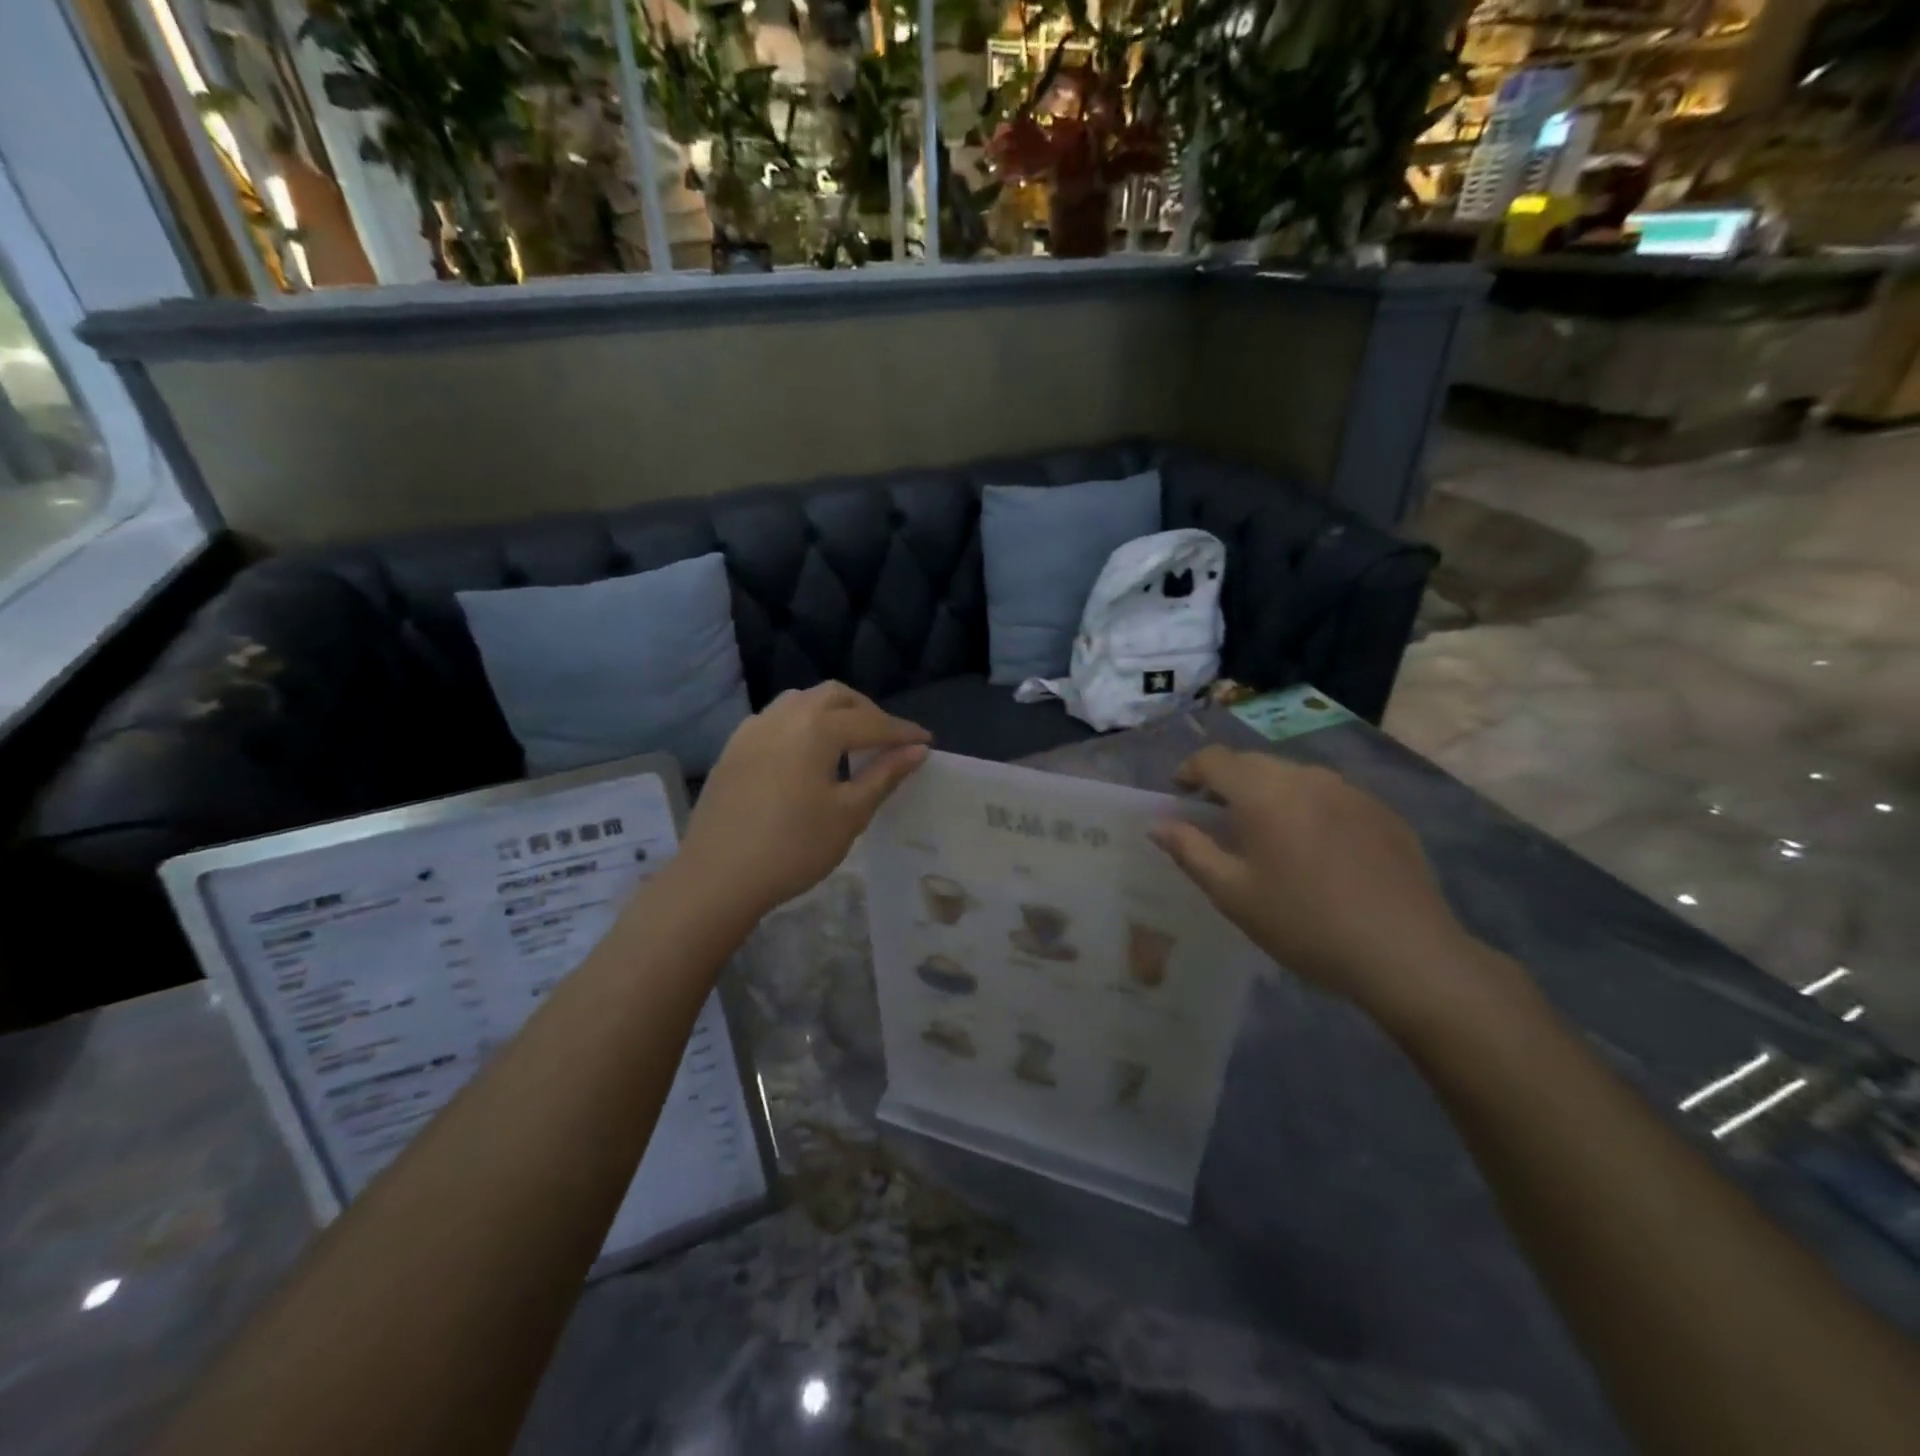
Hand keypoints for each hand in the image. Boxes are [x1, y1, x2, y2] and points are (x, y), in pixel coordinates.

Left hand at [676, 682, 929, 920]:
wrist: (717, 877)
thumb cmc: (793, 847)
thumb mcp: (849, 814)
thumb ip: (884, 775)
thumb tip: (917, 751)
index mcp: (816, 727)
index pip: (871, 722)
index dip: (902, 732)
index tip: (926, 742)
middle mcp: (784, 715)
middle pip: (835, 696)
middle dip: (867, 712)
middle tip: (888, 740)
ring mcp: (754, 728)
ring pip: (802, 701)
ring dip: (832, 712)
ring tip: (849, 742)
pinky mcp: (734, 747)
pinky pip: (777, 718)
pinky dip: (803, 724)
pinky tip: (806, 753)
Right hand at [1151, 748, 1512, 1026]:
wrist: (1405, 953)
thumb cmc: (1303, 923)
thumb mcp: (1232, 894)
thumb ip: (1190, 851)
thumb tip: (1159, 824)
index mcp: (1263, 793)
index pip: (1215, 759)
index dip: (1190, 770)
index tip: (1181, 794)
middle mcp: (1306, 777)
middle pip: (1254, 763)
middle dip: (1228, 782)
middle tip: (1218, 819)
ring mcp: (1350, 791)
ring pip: (1294, 776)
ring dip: (1269, 793)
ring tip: (1268, 834)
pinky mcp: (1382, 811)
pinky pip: (1330, 795)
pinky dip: (1309, 808)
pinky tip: (1317, 849)